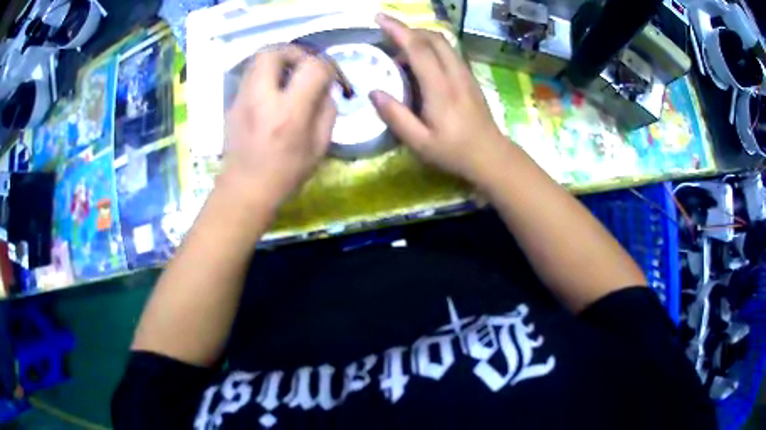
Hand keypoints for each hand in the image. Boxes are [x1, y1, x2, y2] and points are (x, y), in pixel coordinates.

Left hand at [221, 45, 336, 210]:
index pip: (312, 67)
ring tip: (290, 75)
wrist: (244, 190)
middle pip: (274, 51)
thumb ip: (327, 111)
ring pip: (257, 59)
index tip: (331, 77)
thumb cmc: (285, 174)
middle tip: (305, 65)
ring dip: (279, 60)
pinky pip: (251, 75)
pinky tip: (274, 91)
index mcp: (289, 113)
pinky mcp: (232, 103)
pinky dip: (266, 74)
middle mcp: (262, 99)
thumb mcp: (319, 147)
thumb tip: (325, 88)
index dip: (328, 66)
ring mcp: (242, 99)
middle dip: (295, 51)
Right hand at [370, 14, 510, 184]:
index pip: (418, 48)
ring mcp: (465, 74)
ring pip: (444, 43)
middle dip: (409, 30)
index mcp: (440, 88)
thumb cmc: (455, 152)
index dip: (398, 30)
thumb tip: (374, 92)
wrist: (492, 156)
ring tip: (401, 54)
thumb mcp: (420, 143)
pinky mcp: (469, 78)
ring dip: (421, 38)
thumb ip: (396, 117)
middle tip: (388, 38)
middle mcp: (454, 74)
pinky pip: (449, 53)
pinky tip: (421, 65)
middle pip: (434, 38)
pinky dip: (432, 48)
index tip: (380, 17)